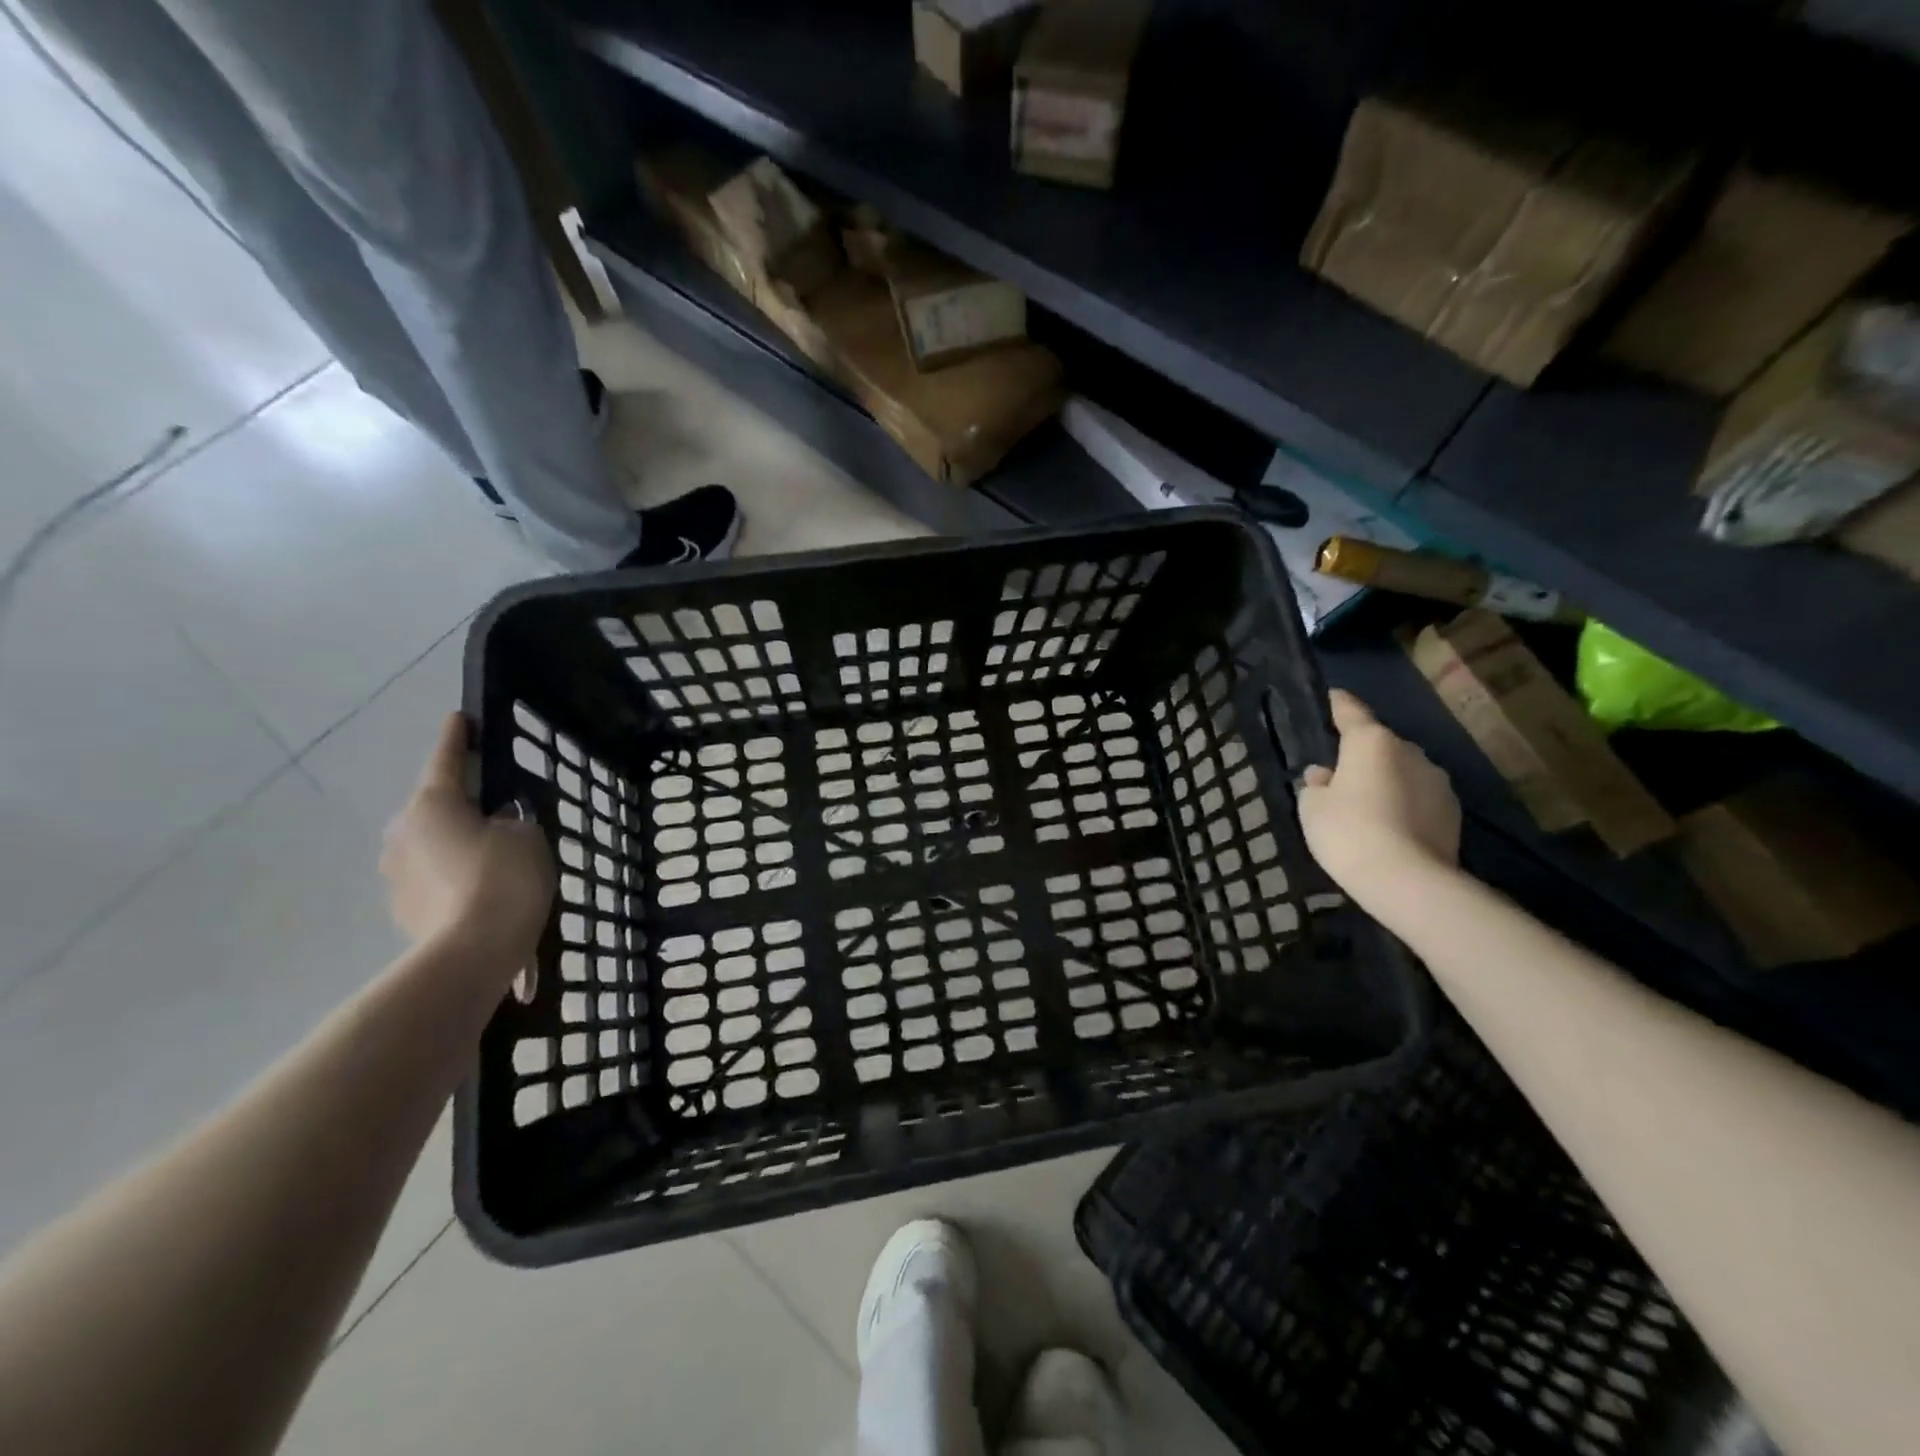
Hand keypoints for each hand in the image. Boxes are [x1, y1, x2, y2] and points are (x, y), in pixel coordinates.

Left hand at [380, 715, 554, 963]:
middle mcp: (404, 833)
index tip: (459, 717)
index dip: (458, 737)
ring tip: (498, 860)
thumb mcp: (527, 836)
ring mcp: (397, 875)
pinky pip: (437, 881)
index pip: (448, 760)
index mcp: (433, 804)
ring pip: (436, 847)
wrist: (473, 954)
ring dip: (461, 846)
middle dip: (464, 805)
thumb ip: (511, 820)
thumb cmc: (504, 879)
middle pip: (438, 808)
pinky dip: (460, 880)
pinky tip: (488, 893)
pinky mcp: (404, 911)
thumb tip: (495, 826)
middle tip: (499, 808)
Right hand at [1297, 689, 1460, 892]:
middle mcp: (1409, 751)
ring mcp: (1437, 780)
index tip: (1331, 697)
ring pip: (1402, 771)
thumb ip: (1316, 785)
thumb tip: (1325, 775)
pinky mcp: (1453, 811)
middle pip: (1379, 744)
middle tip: (1340, 777)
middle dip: (1361, 755)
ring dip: (1386, 780)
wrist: (1408, 881)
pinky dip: (1404, 804)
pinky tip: (1390, 827)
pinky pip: (1419, 797)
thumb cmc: (1348, 832)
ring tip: (1367, 807)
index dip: (1338, 704)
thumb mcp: (1313, 807)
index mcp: (1371, 741)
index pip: (1351, 711)